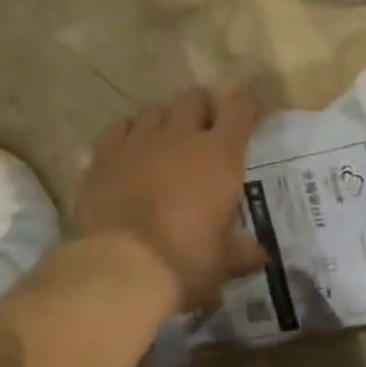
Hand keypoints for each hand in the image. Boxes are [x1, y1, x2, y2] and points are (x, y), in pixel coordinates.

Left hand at [76, 87, 266, 315]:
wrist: (122, 268)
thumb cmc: (185, 261)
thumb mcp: (222, 262)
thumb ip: (241, 251)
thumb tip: (260, 255)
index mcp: (220, 154)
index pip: (239, 108)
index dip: (244, 107)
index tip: (247, 115)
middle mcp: (181, 136)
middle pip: (194, 98)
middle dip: (201, 109)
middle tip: (203, 132)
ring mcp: (140, 141)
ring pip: (155, 110)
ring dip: (164, 122)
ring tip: (163, 144)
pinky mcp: (105, 155)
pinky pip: (119, 129)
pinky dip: (127, 135)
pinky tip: (128, 153)